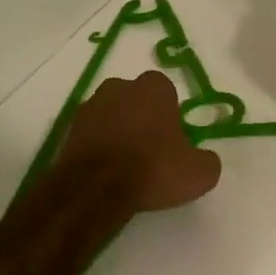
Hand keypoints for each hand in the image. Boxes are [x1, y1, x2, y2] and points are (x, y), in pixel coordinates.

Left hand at [58, 70, 222, 212]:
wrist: (95, 188)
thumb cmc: (152, 169)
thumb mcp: (199, 172)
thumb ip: (207, 160)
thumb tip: (204, 159)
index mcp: (153, 87)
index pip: (167, 93)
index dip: (171, 116)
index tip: (173, 141)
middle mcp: (119, 86)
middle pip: (136, 100)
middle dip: (142, 119)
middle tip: (150, 153)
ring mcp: (90, 106)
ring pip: (111, 115)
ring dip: (118, 132)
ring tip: (125, 166)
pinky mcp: (68, 128)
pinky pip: (91, 134)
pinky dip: (98, 147)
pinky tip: (105, 172)